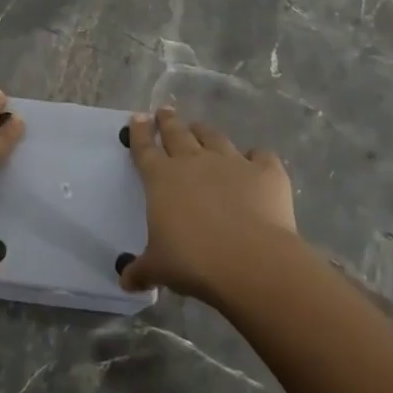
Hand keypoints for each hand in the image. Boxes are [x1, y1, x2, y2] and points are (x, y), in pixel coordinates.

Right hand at [119, 106, 296, 302]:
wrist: (250, 261)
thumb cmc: (193, 261)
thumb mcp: (159, 268)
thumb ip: (141, 270)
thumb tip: (126, 281)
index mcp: (161, 178)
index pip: (145, 148)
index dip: (140, 131)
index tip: (138, 117)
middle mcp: (193, 161)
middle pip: (177, 133)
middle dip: (168, 120)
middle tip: (164, 111)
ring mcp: (231, 162)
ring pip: (214, 137)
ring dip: (204, 131)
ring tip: (199, 128)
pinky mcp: (266, 171)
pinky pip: (260, 155)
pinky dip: (256, 156)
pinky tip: (256, 161)